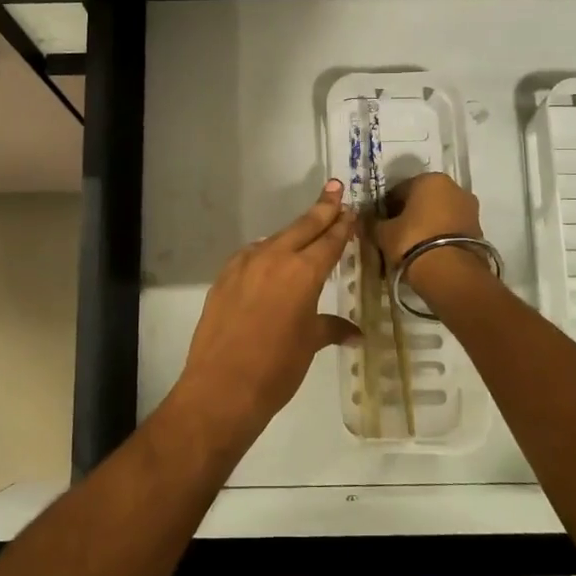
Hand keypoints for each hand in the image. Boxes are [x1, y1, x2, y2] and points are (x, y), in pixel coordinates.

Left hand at [171, 179, 359, 445]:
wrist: (221, 387)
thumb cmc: (276, 368)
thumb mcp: (309, 344)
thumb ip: (330, 328)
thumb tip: (354, 333)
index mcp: (302, 272)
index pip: (329, 240)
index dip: (342, 225)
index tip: (351, 209)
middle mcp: (274, 259)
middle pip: (303, 227)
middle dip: (321, 209)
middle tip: (334, 188)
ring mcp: (244, 265)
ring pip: (275, 239)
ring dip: (294, 232)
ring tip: (308, 227)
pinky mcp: (224, 278)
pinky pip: (251, 256)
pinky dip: (267, 252)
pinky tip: (271, 259)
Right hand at [373, 172, 488, 299]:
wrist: (451, 273)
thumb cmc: (412, 241)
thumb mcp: (384, 233)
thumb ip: (373, 223)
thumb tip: (367, 219)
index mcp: (429, 179)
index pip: (399, 190)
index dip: (387, 207)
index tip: (381, 223)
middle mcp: (453, 187)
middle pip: (423, 199)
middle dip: (410, 213)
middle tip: (396, 234)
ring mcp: (469, 208)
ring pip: (440, 213)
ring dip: (427, 224)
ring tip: (413, 245)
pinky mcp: (479, 228)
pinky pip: (452, 227)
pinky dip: (441, 235)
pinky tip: (430, 251)